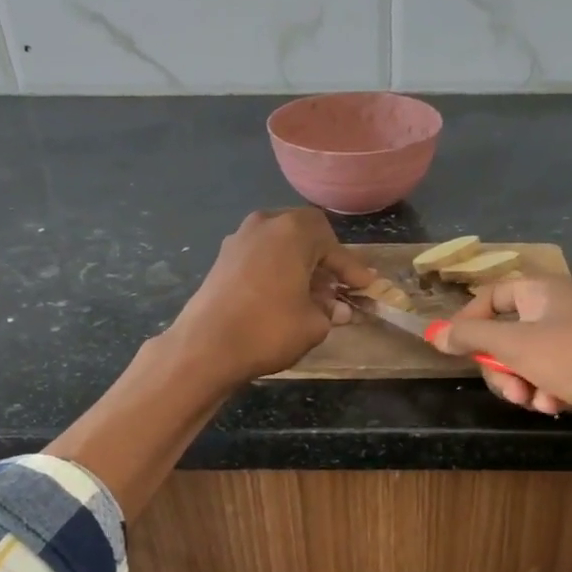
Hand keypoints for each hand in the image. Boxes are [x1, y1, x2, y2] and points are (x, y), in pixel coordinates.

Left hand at [167, 209, 374, 385]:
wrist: (205, 347)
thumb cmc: (269, 329)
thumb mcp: (314, 324)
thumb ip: (331, 311)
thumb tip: (339, 308)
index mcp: (293, 230)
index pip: (333, 245)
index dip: (351, 268)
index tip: (366, 286)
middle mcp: (264, 224)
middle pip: (305, 236)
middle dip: (324, 262)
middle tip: (339, 287)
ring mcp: (238, 239)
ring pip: (280, 246)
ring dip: (299, 267)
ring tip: (313, 296)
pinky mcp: (222, 260)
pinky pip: (261, 258)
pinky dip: (277, 272)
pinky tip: (284, 298)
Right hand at [428, 278, 571, 452]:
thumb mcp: (517, 346)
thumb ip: (471, 338)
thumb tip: (432, 333)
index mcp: (543, 291)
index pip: (492, 296)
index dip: (469, 321)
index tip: (454, 349)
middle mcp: (559, 308)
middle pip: (506, 334)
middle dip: (501, 366)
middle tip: (509, 388)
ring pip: (525, 360)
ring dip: (523, 383)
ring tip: (536, 400)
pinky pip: (549, 375)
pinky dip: (546, 391)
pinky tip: (557, 405)